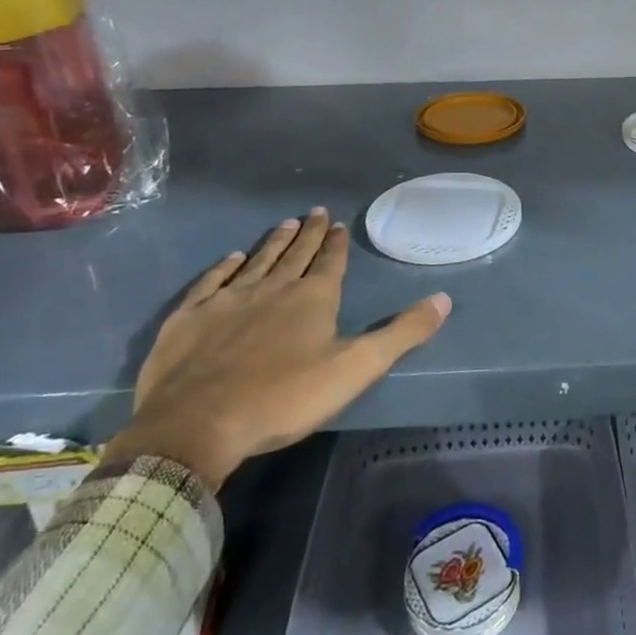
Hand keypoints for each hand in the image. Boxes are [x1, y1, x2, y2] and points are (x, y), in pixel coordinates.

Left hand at [103, 210, 450, 488]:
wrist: (198, 423)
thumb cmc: (285, 397)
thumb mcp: (356, 368)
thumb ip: (401, 333)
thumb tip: (444, 299)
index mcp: (313, 299)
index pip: (330, 262)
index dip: (336, 243)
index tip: (338, 223)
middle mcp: (273, 288)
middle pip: (296, 254)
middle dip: (308, 233)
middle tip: (315, 211)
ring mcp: (228, 299)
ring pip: (257, 261)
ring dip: (273, 242)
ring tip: (285, 223)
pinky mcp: (191, 316)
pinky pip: (213, 281)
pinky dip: (225, 267)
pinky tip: (231, 258)